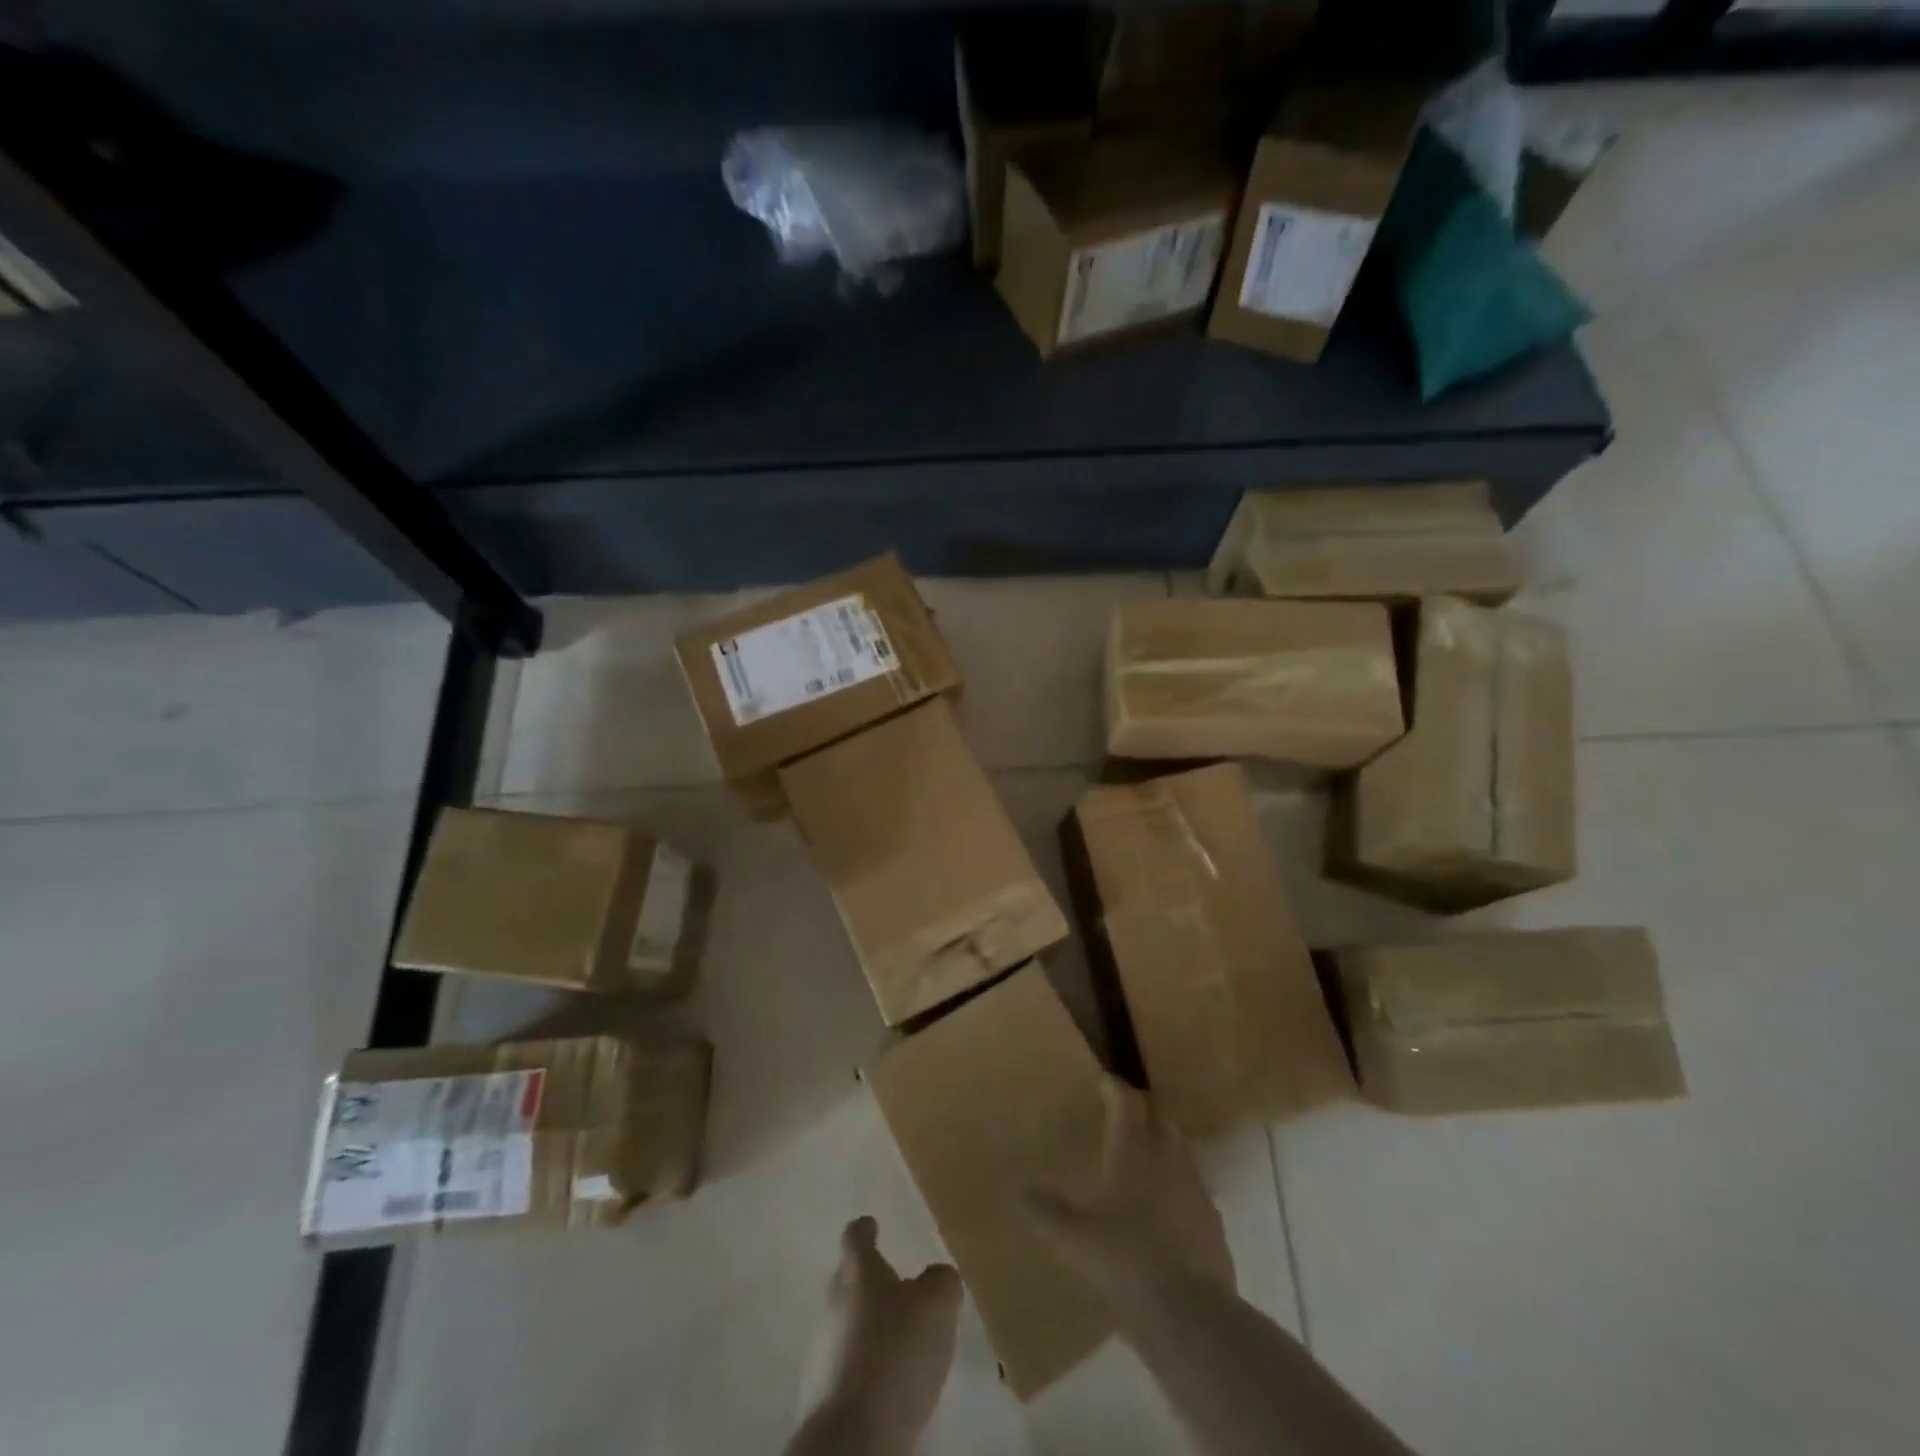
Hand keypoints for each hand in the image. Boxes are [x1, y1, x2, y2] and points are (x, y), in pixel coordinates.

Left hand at [795, 1216, 961, 1455]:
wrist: (852, 1439)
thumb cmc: (895, 1353)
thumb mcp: (936, 1305)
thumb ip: (941, 1281)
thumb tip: (937, 1277)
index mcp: (857, 1270)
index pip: (856, 1235)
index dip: (866, 1228)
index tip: (874, 1225)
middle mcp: (833, 1301)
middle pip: (850, 1279)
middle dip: (872, 1281)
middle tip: (901, 1287)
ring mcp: (823, 1348)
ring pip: (849, 1323)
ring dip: (871, 1326)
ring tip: (902, 1339)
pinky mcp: (823, 1393)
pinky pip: (849, 1364)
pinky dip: (867, 1365)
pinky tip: (891, 1381)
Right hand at [1024, 1076, 1234, 1307]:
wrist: (1190, 1315)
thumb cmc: (1126, 1261)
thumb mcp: (1073, 1239)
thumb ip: (1045, 1212)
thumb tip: (1018, 1190)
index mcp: (1134, 1151)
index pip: (1126, 1102)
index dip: (1114, 1088)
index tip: (1103, 1082)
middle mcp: (1167, 1158)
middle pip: (1159, 1117)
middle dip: (1142, 1110)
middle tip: (1124, 1115)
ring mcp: (1195, 1189)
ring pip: (1180, 1149)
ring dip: (1163, 1144)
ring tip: (1144, 1156)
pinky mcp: (1212, 1222)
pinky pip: (1193, 1188)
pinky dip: (1178, 1185)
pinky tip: (1166, 1206)